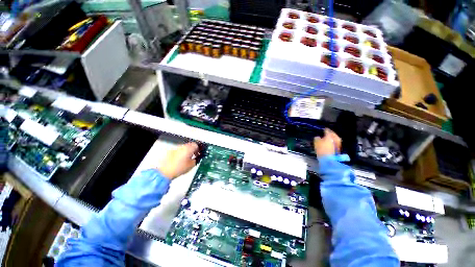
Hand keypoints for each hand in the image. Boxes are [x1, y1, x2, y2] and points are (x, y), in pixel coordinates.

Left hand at [158, 142, 198, 179]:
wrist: (165, 172)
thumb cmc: (177, 168)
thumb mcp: (192, 165)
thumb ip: (196, 160)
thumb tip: (196, 159)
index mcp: (189, 148)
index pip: (196, 145)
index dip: (198, 149)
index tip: (199, 153)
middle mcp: (182, 146)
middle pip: (190, 145)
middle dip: (192, 150)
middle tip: (194, 155)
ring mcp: (175, 149)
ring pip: (183, 148)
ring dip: (186, 151)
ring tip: (186, 159)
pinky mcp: (170, 152)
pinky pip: (178, 151)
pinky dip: (180, 154)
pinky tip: (180, 160)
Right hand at [313, 128, 341, 156]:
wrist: (328, 159)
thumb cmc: (321, 149)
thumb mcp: (316, 142)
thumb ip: (317, 138)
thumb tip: (318, 137)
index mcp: (330, 135)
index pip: (327, 130)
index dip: (324, 129)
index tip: (322, 129)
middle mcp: (335, 138)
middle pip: (332, 134)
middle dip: (329, 133)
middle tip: (325, 133)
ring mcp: (338, 143)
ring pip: (334, 138)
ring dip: (331, 138)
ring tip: (327, 138)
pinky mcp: (338, 148)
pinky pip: (335, 142)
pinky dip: (332, 142)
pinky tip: (329, 143)